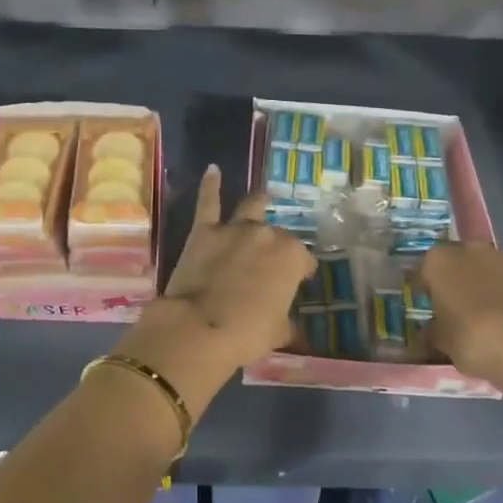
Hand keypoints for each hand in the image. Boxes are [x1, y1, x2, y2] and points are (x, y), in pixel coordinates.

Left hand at [112, 166, 315, 412]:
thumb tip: (288, 326)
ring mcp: (234, 229)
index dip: (301, 271)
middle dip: (277, 245)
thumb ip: (285, 321)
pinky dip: (210, 185)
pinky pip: (208, 202)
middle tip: (272, 260)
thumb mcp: (277, 332)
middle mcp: (267, 235)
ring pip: (251, 207)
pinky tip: (213, 169)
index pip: (303, 260)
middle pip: (278, 235)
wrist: (199, 328)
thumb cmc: (247, 333)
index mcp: (291, 257)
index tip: (298, 281)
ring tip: (263, 196)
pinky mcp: (204, 231)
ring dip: (258, 202)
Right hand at [420, 242, 502, 391]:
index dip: (423, 291)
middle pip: (454, 264)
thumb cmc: (474, 339)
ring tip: (479, 315)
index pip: (422, 272)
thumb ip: (433, 331)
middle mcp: (468, 249)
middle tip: (452, 310)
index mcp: (438, 260)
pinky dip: (500, 294)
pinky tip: (502, 318)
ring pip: (481, 270)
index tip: (425, 308)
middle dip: (452, 282)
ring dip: (478, 286)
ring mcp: (501, 257)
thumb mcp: (443, 342)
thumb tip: (429, 331)